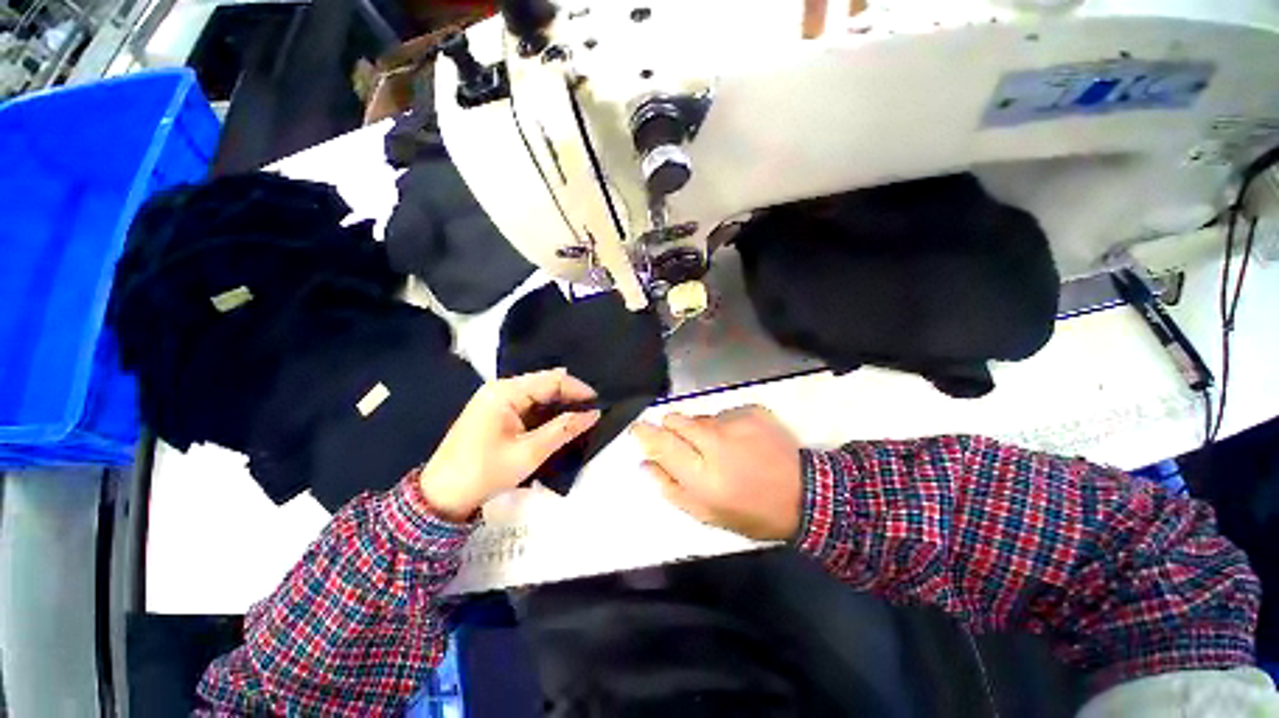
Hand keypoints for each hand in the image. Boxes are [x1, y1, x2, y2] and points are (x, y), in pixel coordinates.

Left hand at [418, 369, 599, 520]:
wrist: (441, 496)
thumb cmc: (485, 472)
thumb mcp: (530, 452)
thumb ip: (564, 429)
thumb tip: (594, 414)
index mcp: (505, 391)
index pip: (551, 380)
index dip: (578, 389)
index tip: (599, 403)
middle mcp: (500, 388)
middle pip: (544, 383)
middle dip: (570, 395)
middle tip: (592, 410)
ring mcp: (495, 399)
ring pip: (537, 394)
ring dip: (558, 404)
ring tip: (581, 415)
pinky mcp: (494, 412)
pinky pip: (527, 404)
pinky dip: (545, 411)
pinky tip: (558, 421)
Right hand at [632, 405, 802, 540]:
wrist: (806, 494)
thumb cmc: (752, 512)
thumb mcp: (708, 514)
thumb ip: (672, 489)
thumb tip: (645, 464)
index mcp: (703, 475)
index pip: (662, 443)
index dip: (645, 433)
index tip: (638, 429)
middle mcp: (716, 443)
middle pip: (676, 419)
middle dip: (671, 427)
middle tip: (686, 444)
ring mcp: (736, 423)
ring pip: (700, 416)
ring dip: (701, 429)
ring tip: (722, 448)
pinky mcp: (752, 410)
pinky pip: (723, 413)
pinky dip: (725, 425)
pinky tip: (742, 441)